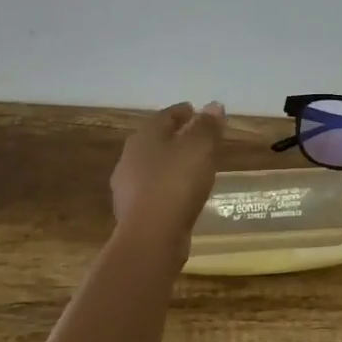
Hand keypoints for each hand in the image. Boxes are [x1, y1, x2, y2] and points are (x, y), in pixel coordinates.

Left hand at [111, 102, 226, 244]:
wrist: (151, 236)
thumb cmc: (176, 182)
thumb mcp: (199, 148)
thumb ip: (207, 126)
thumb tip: (214, 105)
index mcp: (144, 137)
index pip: (165, 116)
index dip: (183, 112)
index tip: (197, 111)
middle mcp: (130, 158)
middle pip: (156, 141)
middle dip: (175, 138)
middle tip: (196, 139)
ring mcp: (128, 187)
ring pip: (153, 168)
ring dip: (170, 164)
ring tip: (192, 168)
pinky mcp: (133, 213)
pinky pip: (154, 192)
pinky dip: (168, 188)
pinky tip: (182, 195)